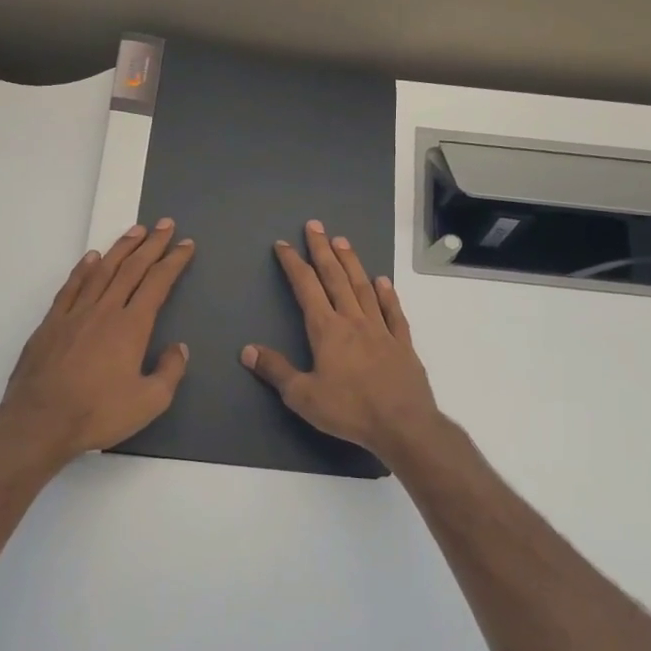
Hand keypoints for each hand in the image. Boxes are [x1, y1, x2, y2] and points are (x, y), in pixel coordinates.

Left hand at [0, 219, 194, 466]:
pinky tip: (91, 258)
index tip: (185, 245)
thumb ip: (169, 371)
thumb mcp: (149, 401)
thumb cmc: (98, 413)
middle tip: (165, 224)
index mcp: (131, 326)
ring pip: (101, 271)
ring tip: (134, 231)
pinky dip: (83, 269)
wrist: (40, 421)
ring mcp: (74, 314)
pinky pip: (71, 287)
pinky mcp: (50, 323)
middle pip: (132, 268)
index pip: (158, 283)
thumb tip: (179, 348)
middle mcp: (104, 310)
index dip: (174, 261)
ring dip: (120, 248)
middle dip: (151, 244)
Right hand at [241, 220, 440, 465]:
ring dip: (351, 263)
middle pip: (336, 278)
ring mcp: (381, 329)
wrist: (403, 424)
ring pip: (363, 287)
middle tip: (315, 225)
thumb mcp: (302, 396)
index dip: (293, 264)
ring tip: (342, 241)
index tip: (283, 245)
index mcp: (327, 330)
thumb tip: (247, 350)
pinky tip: (382, 281)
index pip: (306, 288)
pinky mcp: (403, 343)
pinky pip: (393, 312)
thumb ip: (276, 370)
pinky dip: (387, 294)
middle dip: (322, 250)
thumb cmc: (349, 410)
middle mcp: (354, 321)